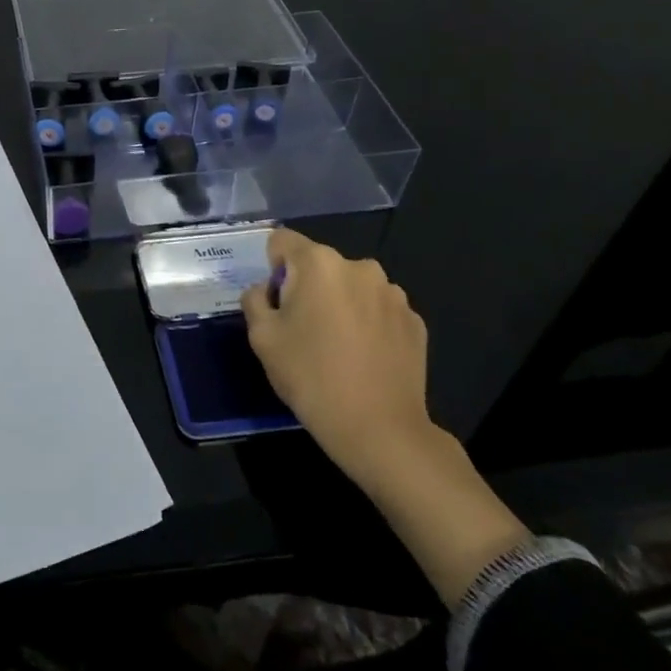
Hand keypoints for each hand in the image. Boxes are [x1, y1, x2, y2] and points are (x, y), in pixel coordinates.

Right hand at [239, 228, 433, 487]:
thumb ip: (255, 300)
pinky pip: (378, 310)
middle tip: (301, 330)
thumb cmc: (311, 377)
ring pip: (351, 287)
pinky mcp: (415, 322)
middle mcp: (360, 267)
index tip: (275, 302)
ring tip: (336, 347)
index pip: (282, 241)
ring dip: (340, 304)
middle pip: (319, 264)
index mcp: (319, 263)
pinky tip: (363, 358)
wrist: (380, 430)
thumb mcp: (262, 337)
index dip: (272, 268)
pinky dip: (367, 324)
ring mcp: (394, 294)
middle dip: (307, 287)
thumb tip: (266, 291)